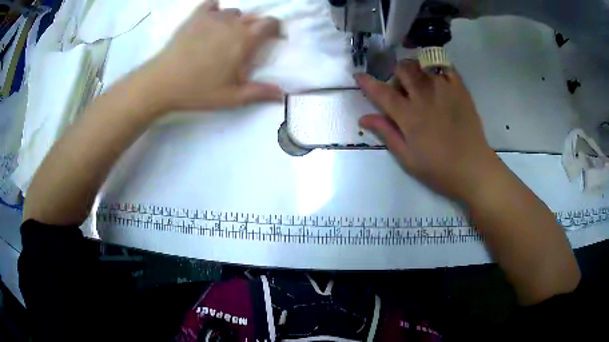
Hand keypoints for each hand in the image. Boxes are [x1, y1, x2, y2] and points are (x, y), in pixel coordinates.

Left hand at [144, 0, 283, 111]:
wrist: (162, 82)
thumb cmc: (198, 90)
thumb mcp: (231, 97)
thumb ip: (259, 93)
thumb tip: (283, 94)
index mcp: (244, 40)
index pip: (270, 23)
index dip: (275, 29)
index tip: (271, 39)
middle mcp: (232, 23)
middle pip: (253, 17)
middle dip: (254, 28)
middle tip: (244, 46)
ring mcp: (212, 17)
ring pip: (233, 12)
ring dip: (235, 22)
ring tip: (225, 36)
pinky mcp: (195, 17)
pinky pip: (212, 4)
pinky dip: (216, 10)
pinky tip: (211, 20)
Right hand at [356, 60, 497, 200]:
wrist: (473, 168)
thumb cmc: (438, 169)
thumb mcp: (407, 158)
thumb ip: (386, 133)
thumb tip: (364, 118)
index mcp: (409, 116)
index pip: (382, 92)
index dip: (367, 83)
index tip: (359, 76)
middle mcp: (425, 96)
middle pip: (403, 69)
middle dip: (396, 74)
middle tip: (402, 89)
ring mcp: (445, 89)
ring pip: (423, 66)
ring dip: (416, 72)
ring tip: (422, 87)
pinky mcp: (460, 89)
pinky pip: (445, 67)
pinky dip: (437, 69)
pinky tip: (438, 81)